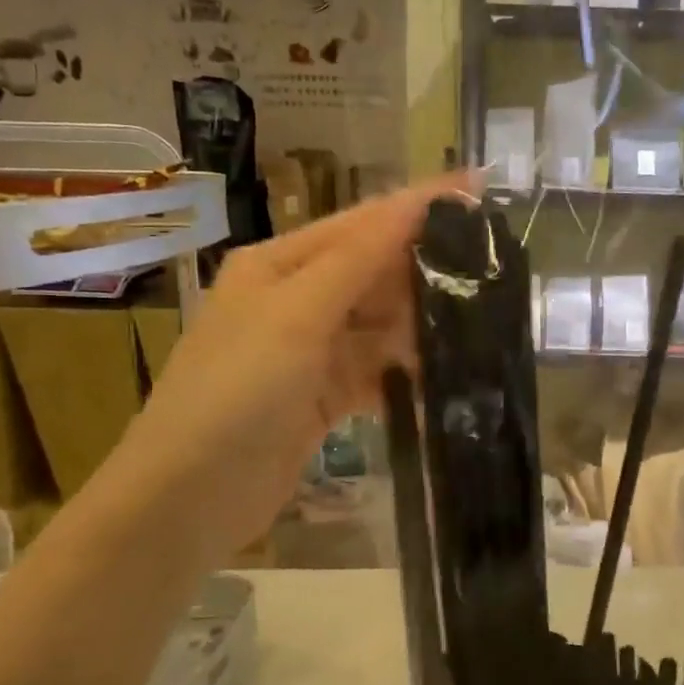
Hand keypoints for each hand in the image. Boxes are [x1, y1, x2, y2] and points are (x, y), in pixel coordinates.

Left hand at [106, 178, 469, 569]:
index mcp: (280, 264)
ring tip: (482, 324)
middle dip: (427, 270)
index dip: (421, 205)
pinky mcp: (322, 396)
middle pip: (374, 273)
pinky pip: (375, 372)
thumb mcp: (297, 315)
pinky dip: (405, 375)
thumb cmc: (237, 391)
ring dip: (421, 327)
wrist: (188, 497)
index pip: (363, 223)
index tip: (481, 186)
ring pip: (380, 325)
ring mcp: (309, 350)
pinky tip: (444, 380)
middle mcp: (295, 299)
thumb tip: (416, 202)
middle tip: (495, 269)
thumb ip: (359, 259)